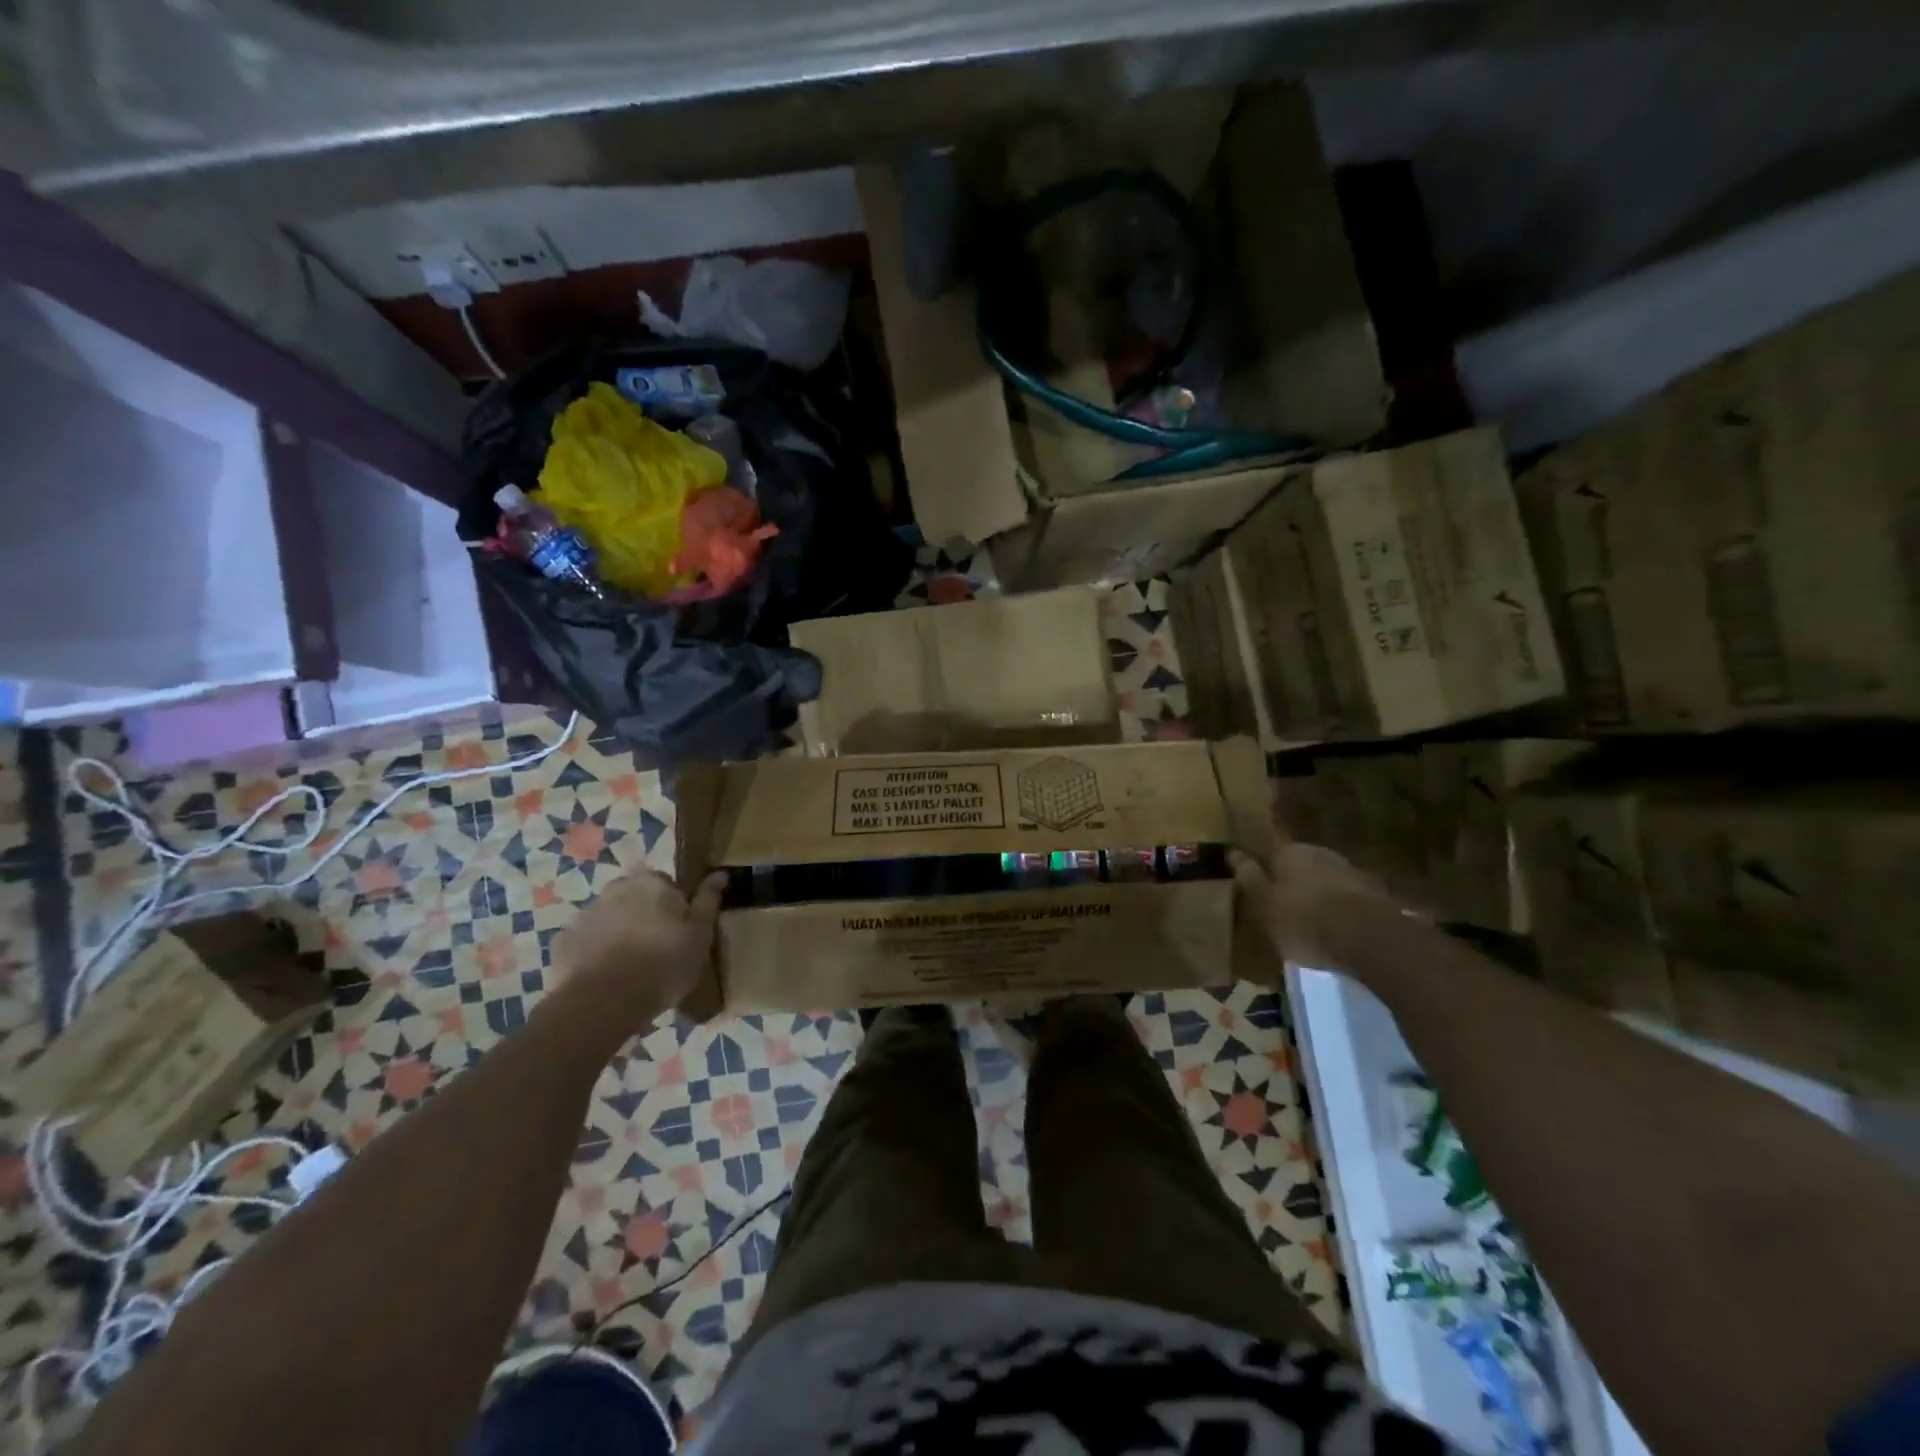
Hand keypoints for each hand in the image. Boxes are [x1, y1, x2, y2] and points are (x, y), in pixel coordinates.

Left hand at [550, 867, 726, 1028]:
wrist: (602, 1003)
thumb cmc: (663, 964)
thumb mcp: (700, 935)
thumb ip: (708, 901)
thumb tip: (720, 873)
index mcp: (652, 883)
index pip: (667, 885)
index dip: (675, 908)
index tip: (679, 934)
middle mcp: (616, 888)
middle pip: (635, 898)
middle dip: (644, 916)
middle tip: (656, 951)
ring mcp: (585, 913)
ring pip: (610, 918)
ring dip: (619, 933)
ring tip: (630, 969)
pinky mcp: (562, 941)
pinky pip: (586, 941)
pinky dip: (594, 952)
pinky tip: (605, 977)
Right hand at [1229, 838, 1397, 969]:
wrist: (1370, 939)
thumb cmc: (1303, 920)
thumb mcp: (1263, 903)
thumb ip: (1249, 877)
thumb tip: (1232, 852)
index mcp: (1288, 851)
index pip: (1266, 850)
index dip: (1258, 866)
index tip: (1252, 878)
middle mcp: (1319, 853)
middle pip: (1296, 862)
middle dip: (1288, 878)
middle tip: (1278, 901)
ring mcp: (1349, 870)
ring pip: (1322, 877)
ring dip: (1314, 891)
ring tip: (1306, 916)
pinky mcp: (1372, 893)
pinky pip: (1344, 896)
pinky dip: (1336, 906)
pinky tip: (1333, 923)